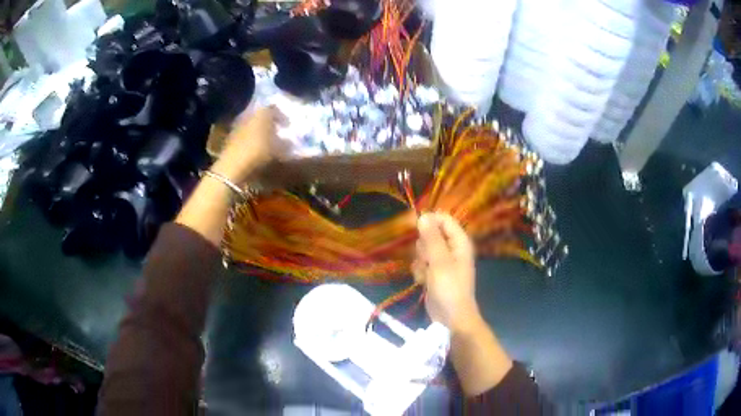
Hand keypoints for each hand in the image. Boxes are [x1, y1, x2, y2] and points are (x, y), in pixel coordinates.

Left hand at [210, 106, 286, 183]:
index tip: (287, 126)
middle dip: (269, 123)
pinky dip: (250, 139)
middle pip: (261, 115)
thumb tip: (289, 142)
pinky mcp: (230, 137)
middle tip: (277, 132)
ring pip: (252, 124)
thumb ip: (286, 143)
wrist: (233, 167)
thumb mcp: (278, 149)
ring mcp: (237, 125)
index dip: (282, 117)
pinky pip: (244, 134)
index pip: (274, 108)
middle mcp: (249, 114)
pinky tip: (255, 149)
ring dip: (259, 131)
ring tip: (267, 142)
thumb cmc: (259, 152)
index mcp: (262, 112)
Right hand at [413, 213, 480, 333]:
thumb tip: (423, 215)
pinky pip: (422, 264)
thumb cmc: (449, 288)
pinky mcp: (434, 273)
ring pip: (423, 250)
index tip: (415, 228)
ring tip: (427, 273)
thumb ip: (431, 238)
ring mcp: (442, 262)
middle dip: (424, 247)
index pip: (444, 219)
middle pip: (431, 234)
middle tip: (427, 260)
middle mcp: (452, 249)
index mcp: (459, 242)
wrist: (451, 318)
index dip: (429, 221)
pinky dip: (420, 272)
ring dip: (421, 261)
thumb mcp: (439, 261)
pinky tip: (423, 282)